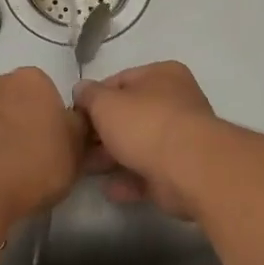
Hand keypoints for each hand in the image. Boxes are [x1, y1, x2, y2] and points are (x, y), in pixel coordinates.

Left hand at [0, 67, 86, 224]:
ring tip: (1, 174)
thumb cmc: (37, 164)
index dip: (50, 119)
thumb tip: (75, 121)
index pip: (46, 93)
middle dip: (18, 123)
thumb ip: (78, 129)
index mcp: (31, 81)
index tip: (53, 144)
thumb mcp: (76, 150)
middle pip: (12, 102)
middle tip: (29, 158)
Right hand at [73, 62, 220, 218]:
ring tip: (86, 170)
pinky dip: (129, 181)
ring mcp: (181, 138)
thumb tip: (81, 90)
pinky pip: (149, 173)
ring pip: (139, 146)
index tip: (75, 116)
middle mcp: (176, 102)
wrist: (188, 168)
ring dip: (112, 158)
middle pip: (130, 116)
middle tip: (77, 146)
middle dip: (101, 132)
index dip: (94, 98)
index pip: (121, 81)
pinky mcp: (182, 171)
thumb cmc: (145, 123)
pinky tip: (110, 189)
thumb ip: (89, 95)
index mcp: (162, 75)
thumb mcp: (106, 103)